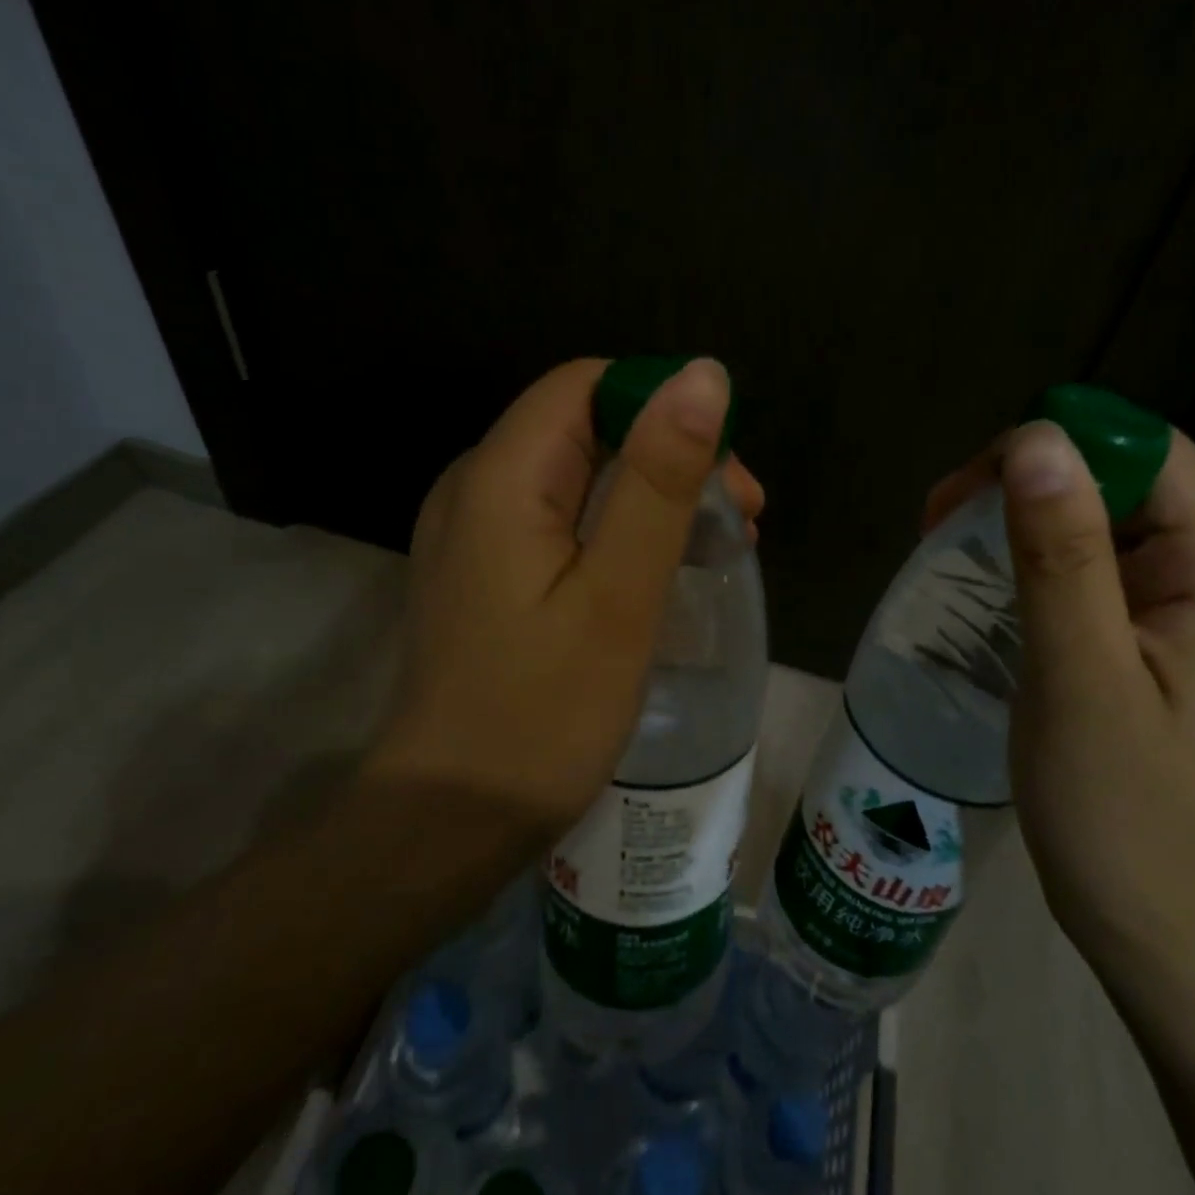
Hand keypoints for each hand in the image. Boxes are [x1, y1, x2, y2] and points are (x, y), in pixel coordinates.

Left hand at [362, 357, 763, 838]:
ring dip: (654, 498)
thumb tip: (703, 375)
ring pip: (580, 477)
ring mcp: (477, 534)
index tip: (727, 473)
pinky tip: (663, 573)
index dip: (664, 408)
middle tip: (742, 522)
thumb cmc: (545, 712)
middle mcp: (476, 487)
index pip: (589, 386)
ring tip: (721, 549)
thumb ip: (659, 481)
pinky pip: (562, 522)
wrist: (452, 819)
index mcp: (500, 477)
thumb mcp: (619, 593)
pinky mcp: (488, 574)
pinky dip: (621, 532)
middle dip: (671, 458)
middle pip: (587, 429)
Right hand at [926, 421, 1194, 980]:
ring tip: (942, 539)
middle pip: (1121, 485)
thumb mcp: (1081, 676)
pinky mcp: (1127, 649)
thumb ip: (1062, 556)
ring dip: (1018, 518)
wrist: (1148, 923)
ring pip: (1093, 528)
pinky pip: (1078, 576)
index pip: (1155, 457)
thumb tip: (1037, 441)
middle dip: (1030, 478)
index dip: (1072, 441)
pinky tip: (976, 583)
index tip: (980, 477)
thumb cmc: (1118, 810)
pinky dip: (1023, 561)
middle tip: (940, 516)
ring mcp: (1163, 620)